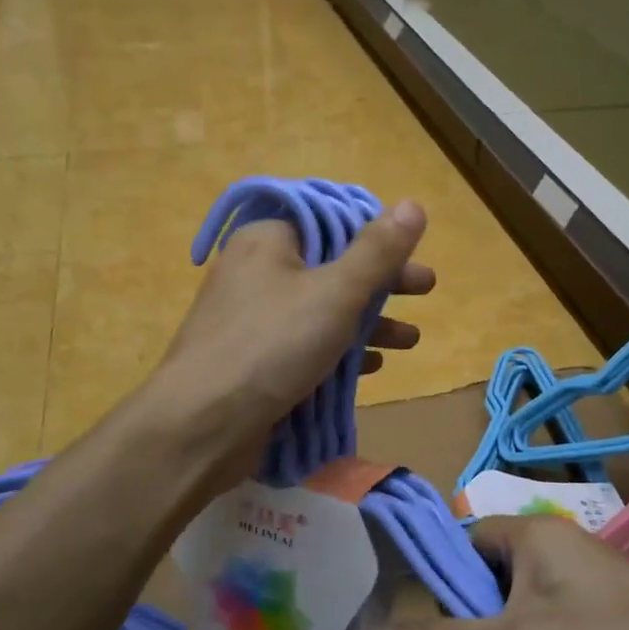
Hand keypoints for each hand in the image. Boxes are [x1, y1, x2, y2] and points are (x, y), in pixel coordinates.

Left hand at [151, 201, 433, 482]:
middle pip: (332, 266)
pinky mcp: (256, 361)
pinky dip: (340, 351)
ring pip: (322, 310)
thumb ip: (377, 252)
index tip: (412, 252)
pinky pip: (306, 346)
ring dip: (369, 322)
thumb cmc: (272, 346)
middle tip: (426, 290)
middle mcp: (257, 272)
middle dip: (383, 282)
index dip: (374, 234)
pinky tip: (374, 367)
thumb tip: (413, 204)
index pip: (329, 222)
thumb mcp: (336, 293)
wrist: (202, 426)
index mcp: (268, 241)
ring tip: (411, 340)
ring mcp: (253, 320)